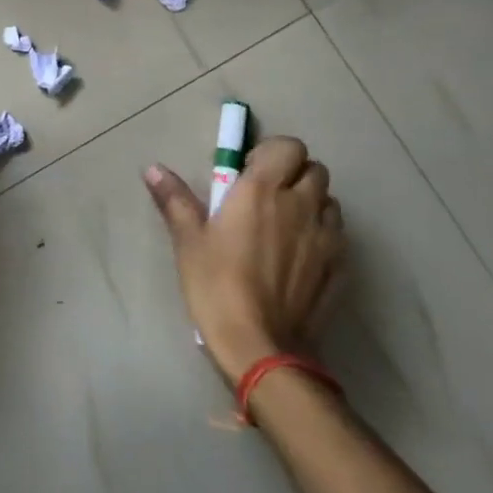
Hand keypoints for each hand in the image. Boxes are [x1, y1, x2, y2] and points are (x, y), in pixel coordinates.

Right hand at [144, 137, 345, 384]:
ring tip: (285, 225)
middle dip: (294, 174)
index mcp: (263, 190)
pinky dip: (322, 235)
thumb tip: (153, 169)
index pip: (288, 146)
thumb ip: (175, 199)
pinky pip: (337, 236)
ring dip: (311, 203)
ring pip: (329, 201)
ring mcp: (326, 237)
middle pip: (315, 169)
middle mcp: (301, 204)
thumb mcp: (189, 241)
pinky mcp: (340, 267)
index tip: (250, 172)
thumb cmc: (217, 285)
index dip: (272, 153)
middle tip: (267, 197)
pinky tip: (300, 257)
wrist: (261, 347)